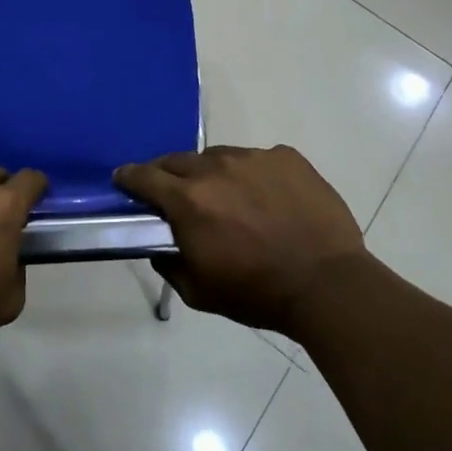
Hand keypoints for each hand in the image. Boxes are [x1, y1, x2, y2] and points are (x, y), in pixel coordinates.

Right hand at [115, 145, 372, 337]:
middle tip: (176, 195)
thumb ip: (170, 265)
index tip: (124, 180)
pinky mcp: (287, 157)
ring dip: (213, 174)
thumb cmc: (257, 293)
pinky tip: (268, 199)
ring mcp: (254, 157)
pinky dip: (253, 175)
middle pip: (178, 161)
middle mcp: (216, 168)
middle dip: (169, 175)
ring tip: (229, 198)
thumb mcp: (199, 292)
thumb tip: (160, 249)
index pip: (144, 176)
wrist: (327, 284)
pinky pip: (258, 159)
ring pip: (219, 158)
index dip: (129, 177)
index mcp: (188, 200)